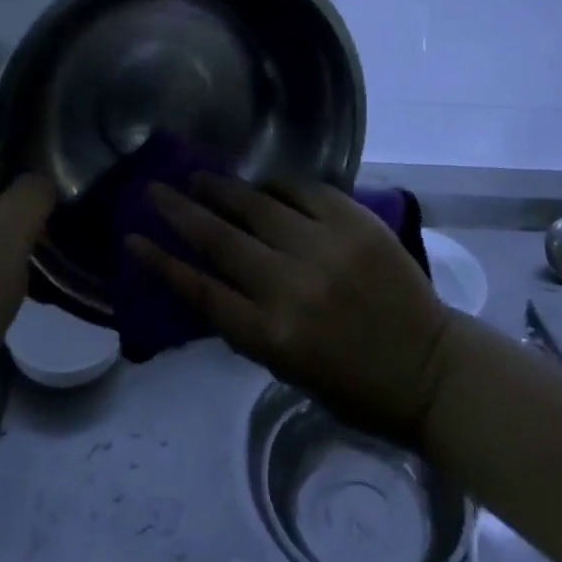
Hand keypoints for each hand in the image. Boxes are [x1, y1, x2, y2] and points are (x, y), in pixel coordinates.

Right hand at [128, 174, 453, 445]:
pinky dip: (276, 185)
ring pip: (256, 205)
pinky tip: (261, 183)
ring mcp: (324, 247)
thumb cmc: (353, 384)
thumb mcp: (286, 368)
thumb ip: (246, 321)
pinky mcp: (353, 221)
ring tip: (198, 177)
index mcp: (272, 334)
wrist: (429, 367)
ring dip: (221, 189)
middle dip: (179, 211)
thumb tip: (207, 276)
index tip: (132, 238)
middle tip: (155, 190)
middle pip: (219, 240)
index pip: (200, 290)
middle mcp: (291, 285)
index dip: (161, 262)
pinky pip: (302, 189)